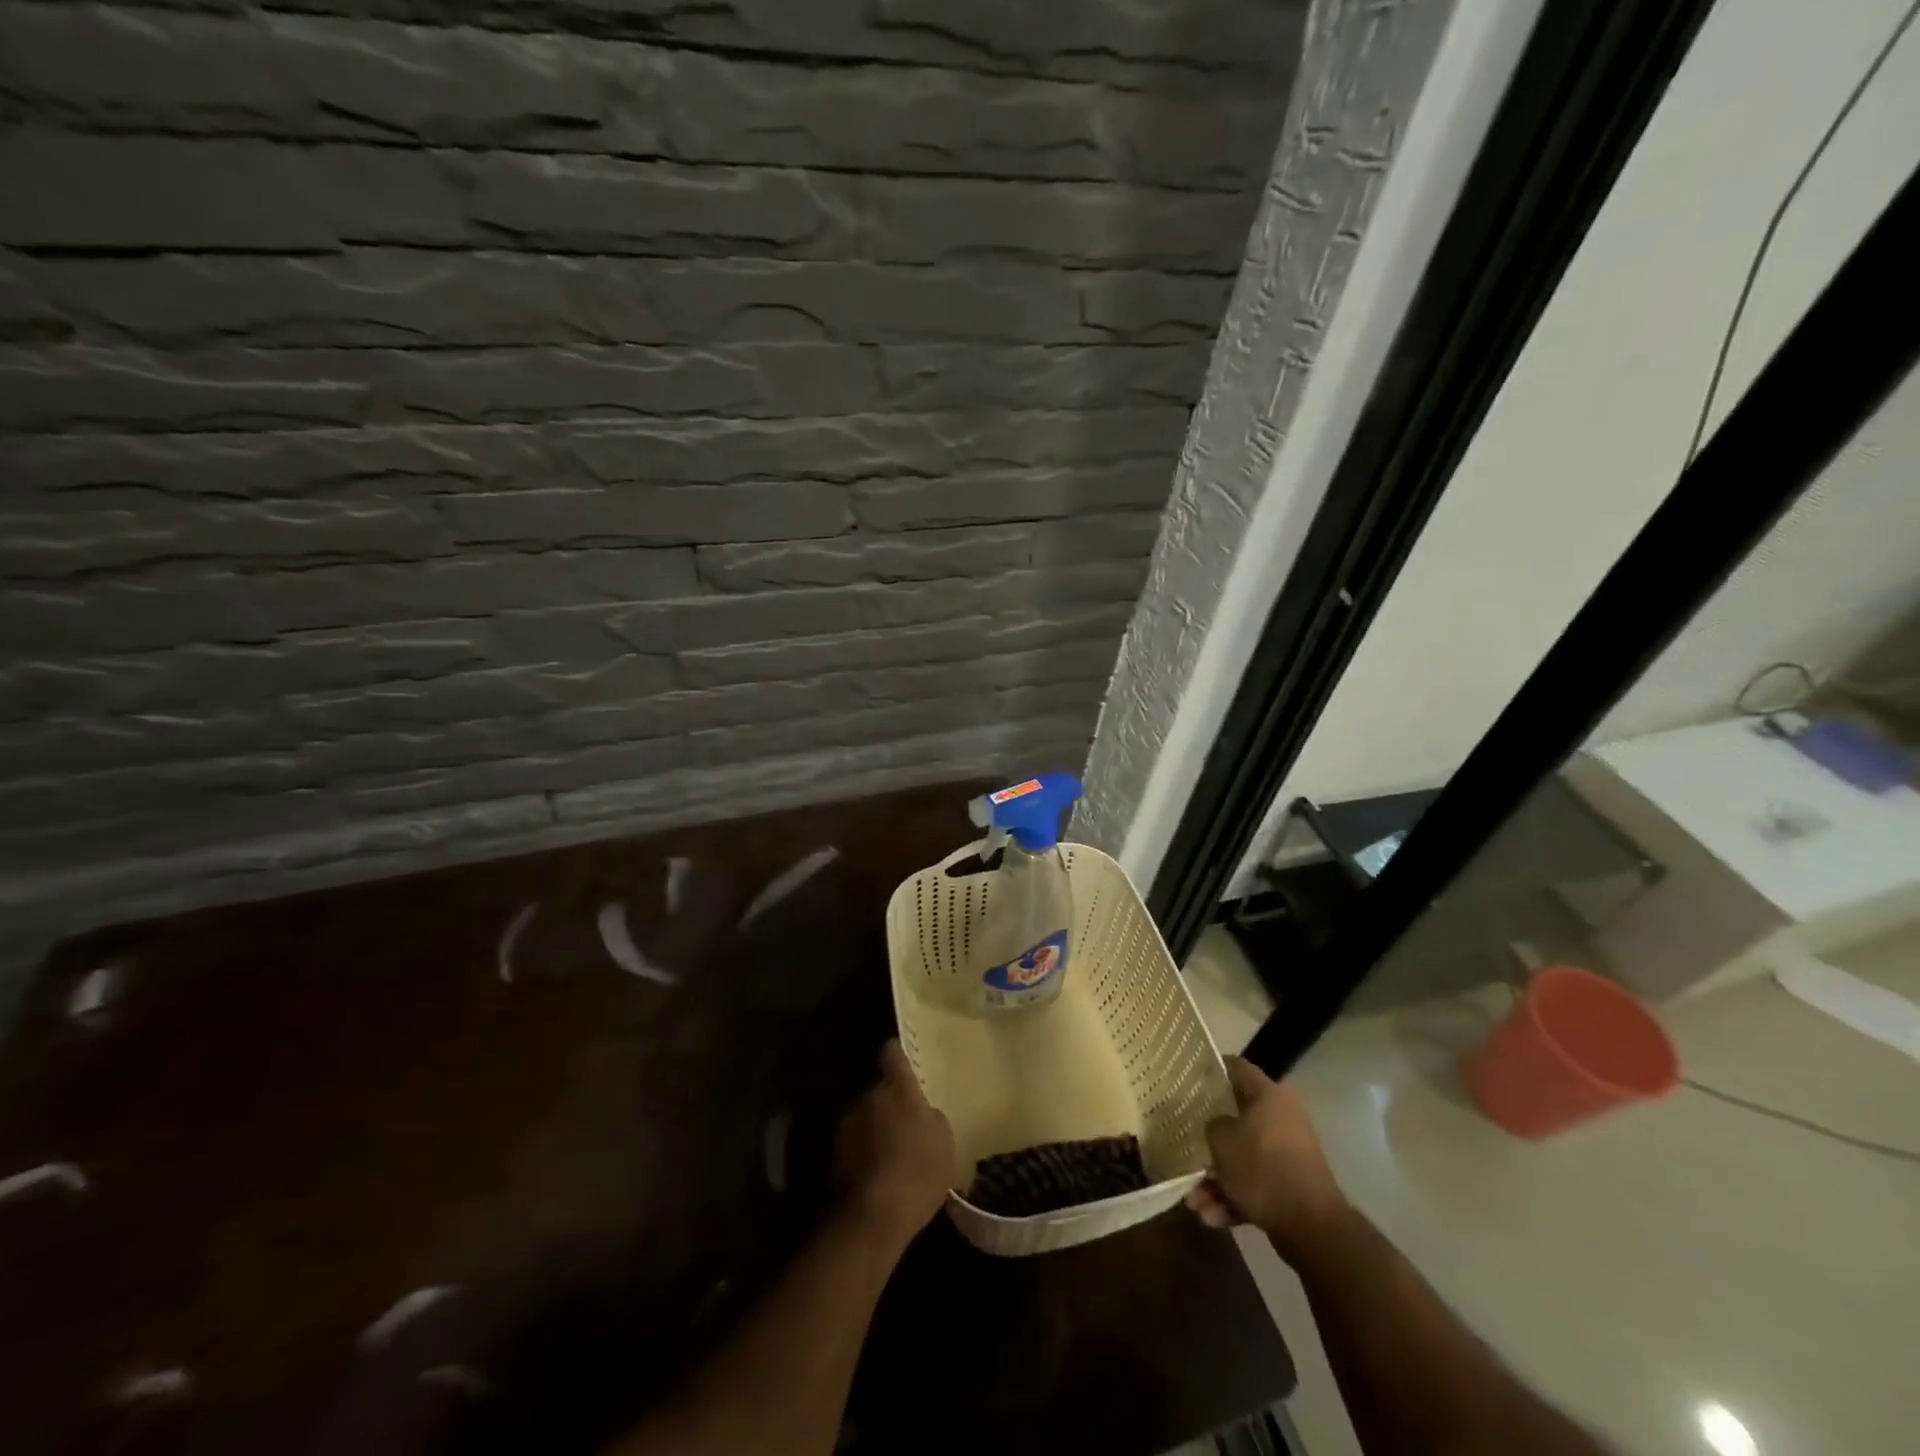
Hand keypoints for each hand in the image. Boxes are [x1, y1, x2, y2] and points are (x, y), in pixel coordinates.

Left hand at [835, 1040, 958, 1247]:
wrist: (874, 1216)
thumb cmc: (918, 1170)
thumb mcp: (944, 1142)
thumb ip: (932, 1118)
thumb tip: (924, 1114)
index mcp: (896, 1088)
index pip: (892, 1054)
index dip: (897, 1054)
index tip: (900, 1058)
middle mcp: (867, 1097)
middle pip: (878, 1092)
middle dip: (889, 1104)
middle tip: (906, 1126)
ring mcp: (846, 1126)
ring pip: (865, 1119)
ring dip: (875, 1130)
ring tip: (892, 1156)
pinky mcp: (833, 1156)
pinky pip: (855, 1146)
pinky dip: (864, 1154)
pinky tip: (878, 1176)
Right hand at [1186, 1057, 1347, 1258]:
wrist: (1310, 1227)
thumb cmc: (1262, 1167)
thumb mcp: (1221, 1139)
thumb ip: (1211, 1124)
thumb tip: (1215, 1125)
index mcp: (1268, 1095)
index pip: (1236, 1067)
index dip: (1211, 1069)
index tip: (1188, 1077)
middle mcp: (1281, 1118)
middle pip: (1236, 1117)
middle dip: (1209, 1139)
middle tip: (1185, 1144)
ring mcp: (1287, 1153)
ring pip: (1242, 1158)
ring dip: (1216, 1179)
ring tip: (1194, 1202)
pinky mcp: (1289, 1186)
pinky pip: (1254, 1184)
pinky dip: (1233, 1198)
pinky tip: (1211, 1217)